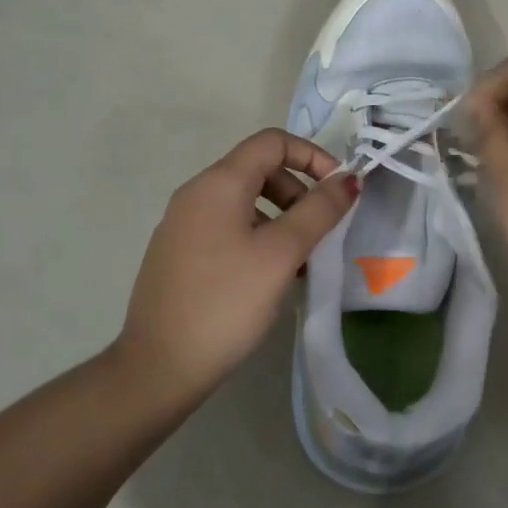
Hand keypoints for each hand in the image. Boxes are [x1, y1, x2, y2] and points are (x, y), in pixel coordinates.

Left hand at [117, 128, 359, 397]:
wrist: (159, 366)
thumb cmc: (226, 302)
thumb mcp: (281, 253)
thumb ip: (319, 211)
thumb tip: (348, 179)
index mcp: (218, 183)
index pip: (272, 142)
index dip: (312, 156)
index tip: (338, 190)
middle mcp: (195, 194)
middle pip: (258, 169)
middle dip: (298, 191)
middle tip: (319, 232)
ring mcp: (182, 224)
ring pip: (244, 202)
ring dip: (281, 219)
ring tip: (300, 262)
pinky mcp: (179, 253)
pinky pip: (227, 228)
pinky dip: (257, 237)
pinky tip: (269, 278)